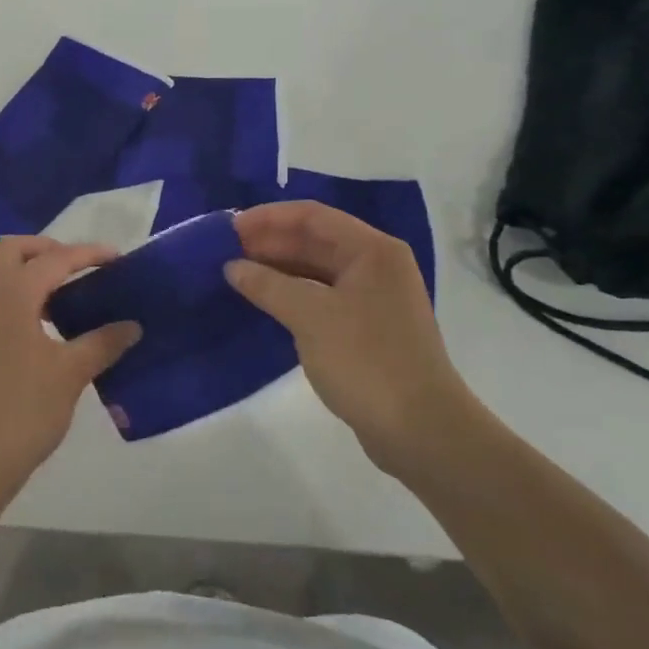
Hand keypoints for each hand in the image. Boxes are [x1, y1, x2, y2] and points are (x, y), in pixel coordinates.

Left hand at [0, 237, 140, 502]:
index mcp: (10, 295)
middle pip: (12, 251)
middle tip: (79, 269)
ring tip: (60, 297)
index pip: (53, 259)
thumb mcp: (70, 375)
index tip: (117, 258)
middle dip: (47, 250)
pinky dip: (11, 295)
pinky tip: (34, 326)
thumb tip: (131, 325)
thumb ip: (102, 343)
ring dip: (25, 271)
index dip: (87, 254)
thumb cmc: (22, 412)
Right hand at [227, 202, 475, 479]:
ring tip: (237, 274)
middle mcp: (376, 266)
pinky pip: (322, 296)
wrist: (422, 432)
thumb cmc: (367, 361)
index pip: (312, 216)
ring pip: (317, 269)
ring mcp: (374, 298)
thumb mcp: (310, 317)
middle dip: (270, 242)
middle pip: (315, 240)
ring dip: (278, 268)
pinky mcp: (367, 328)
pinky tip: (264, 301)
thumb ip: (267, 285)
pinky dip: (292, 293)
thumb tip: (233, 266)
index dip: (268, 218)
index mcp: (372, 251)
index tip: (229, 228)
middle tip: (226, 251)